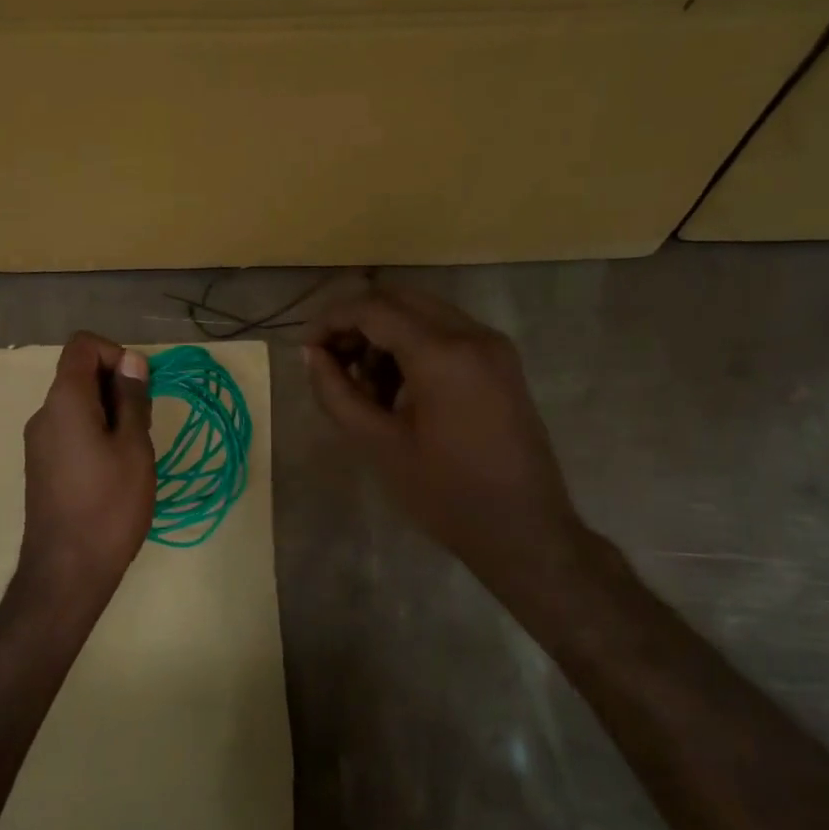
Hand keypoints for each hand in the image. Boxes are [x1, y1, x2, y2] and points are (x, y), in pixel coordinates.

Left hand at [19, 332, 155, 598]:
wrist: (67, 570)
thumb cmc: (109, 505)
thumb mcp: (134, 447)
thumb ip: (133, 399)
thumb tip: (132, 361)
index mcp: (64, 400)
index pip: (83, 345)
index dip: (116, 353)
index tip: (140, 387)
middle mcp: (44, 414)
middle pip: (80, 374)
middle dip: (118, 387)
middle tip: (143, 427)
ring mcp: (39, 442)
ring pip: (78, 405)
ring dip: (110, 414)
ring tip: (133, 454)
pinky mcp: (42, 466)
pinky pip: (70, 431)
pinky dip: (96, 434)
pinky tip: (115, 471)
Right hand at [304, 288, 585, 579]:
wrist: (523, 530)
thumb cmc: (445, 494)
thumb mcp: (379, 444)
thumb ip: (337, 393)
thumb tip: (311, 355)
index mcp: (443, 354)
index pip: (374, 309)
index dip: (331, 320)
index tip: (305, 348)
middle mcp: (473, 334)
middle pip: (400, 299)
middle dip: (358, 323)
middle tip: (331, 362)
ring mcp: (493, 346)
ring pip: (423, 313)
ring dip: (385, 335)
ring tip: (365, 388)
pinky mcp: (501, 363)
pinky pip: (446, 334)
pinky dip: (413, 347)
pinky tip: (398, 391)